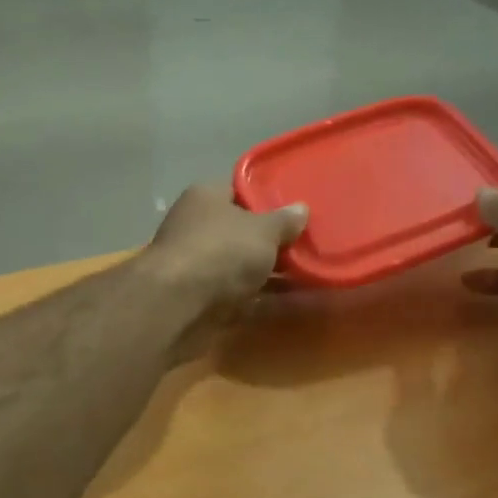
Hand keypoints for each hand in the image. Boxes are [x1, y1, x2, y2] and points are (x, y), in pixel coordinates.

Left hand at [143, 184, 308, 314]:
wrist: (179, 305)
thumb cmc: (221, 250)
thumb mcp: (262, 230)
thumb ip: (284, 221)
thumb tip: (301, 208)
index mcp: (206, 199)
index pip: (238, 192)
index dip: (267, 200)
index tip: (297, 211)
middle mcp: (199, 230)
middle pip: (243, 233)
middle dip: (275, 241)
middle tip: (312, 245)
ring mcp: (201, 269)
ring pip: (246, 268)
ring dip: (277, 274)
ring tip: (318, 274)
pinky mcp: (207, 303)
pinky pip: (248, 298)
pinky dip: (273, 300)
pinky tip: (307, 302)